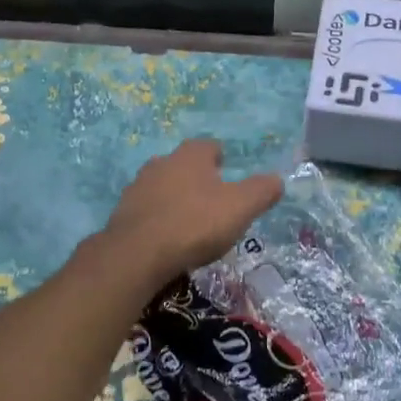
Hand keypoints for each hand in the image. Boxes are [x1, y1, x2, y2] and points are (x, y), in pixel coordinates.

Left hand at [103, 140, 283, 281]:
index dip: (221, 158)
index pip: (209, 146)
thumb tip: (278, 179)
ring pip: (163, 186)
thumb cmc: (195, 224)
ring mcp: (138, 187)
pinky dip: (159, 219)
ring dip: (175, 198)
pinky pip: (147, 210)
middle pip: (183, 165)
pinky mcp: (123, 213)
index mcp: (190, 156)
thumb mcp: (240, 207)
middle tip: (213, 201)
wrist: (138, 253)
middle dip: (197, 178)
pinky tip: (167, 239)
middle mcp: (161, 163)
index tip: (229, 174)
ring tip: (190, 222)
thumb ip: (262, 191)